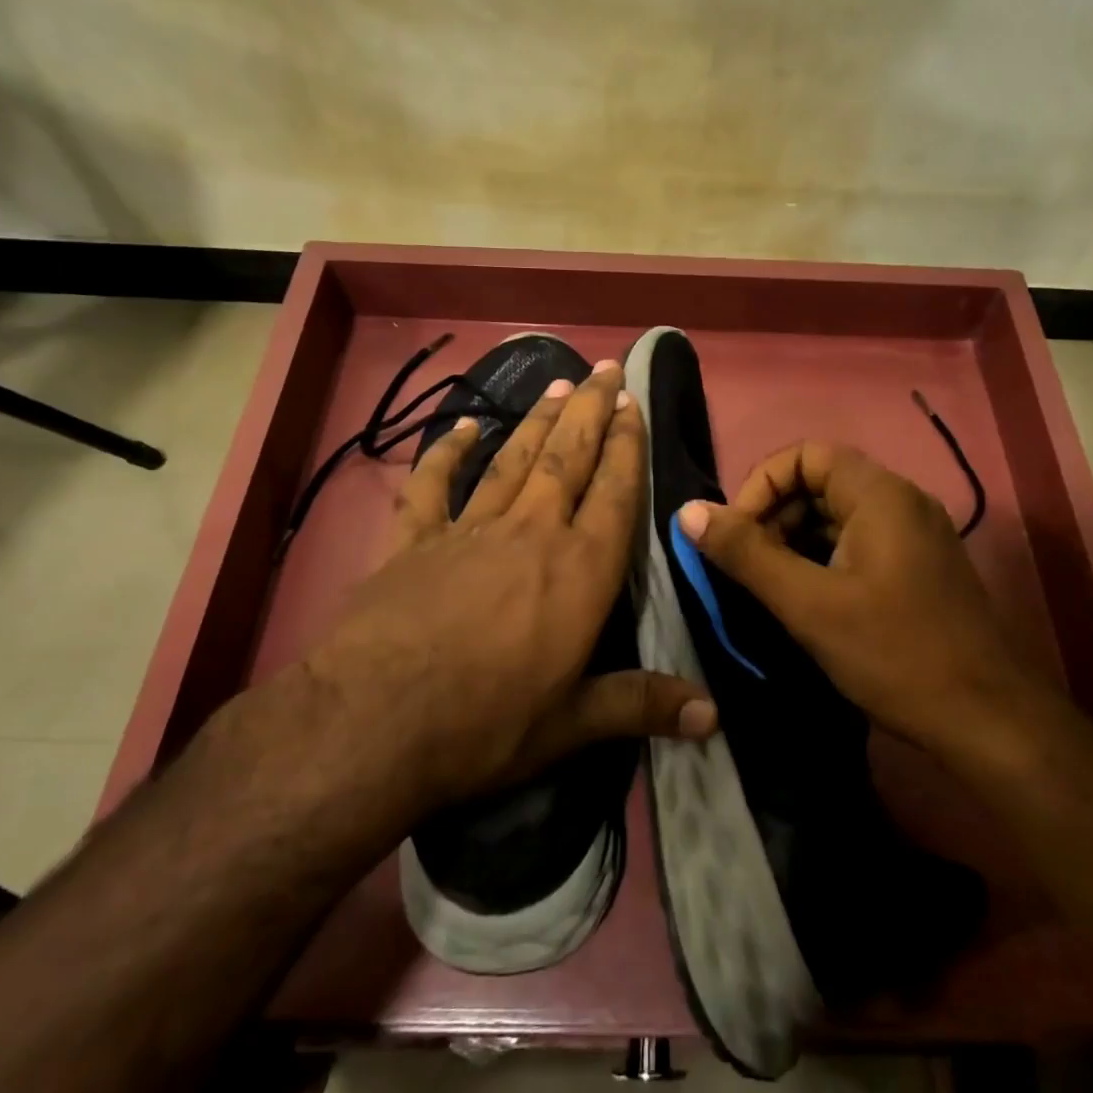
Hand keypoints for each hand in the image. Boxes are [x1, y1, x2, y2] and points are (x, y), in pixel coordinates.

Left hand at [302, 360, 714, 807]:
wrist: (376, 722)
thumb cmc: (488, 723)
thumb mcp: (573, 722)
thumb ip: (643, 704)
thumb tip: (715, 717)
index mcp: (580, 572)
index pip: (616, 494)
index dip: (629, 446)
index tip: (635, 405)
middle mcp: (532, 534)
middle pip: (568, 459)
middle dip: (592, 412)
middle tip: (607, 370)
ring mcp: (470, 530)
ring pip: (513, 460)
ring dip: (538, 420)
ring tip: (560, 384)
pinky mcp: (414, 540)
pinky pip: (433, 483)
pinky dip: (445, 451)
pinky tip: (461, 427)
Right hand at [677, 441, 1063, 765]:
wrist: (987, 721)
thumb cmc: (894, 654)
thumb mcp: (808, 604)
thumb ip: (746, 554)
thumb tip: (688, 512)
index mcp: (880, 495)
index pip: (806, 455)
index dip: (761, 486)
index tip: (737, 536)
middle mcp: (902, 503)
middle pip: (821, 483)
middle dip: (775, 517)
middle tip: (749, 569)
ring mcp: (915, 537)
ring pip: (838, 518)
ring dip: (795, 543)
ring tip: (771, 590)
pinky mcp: (919, 570)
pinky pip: (858, 545)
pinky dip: (823, 562)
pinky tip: (807, 603)